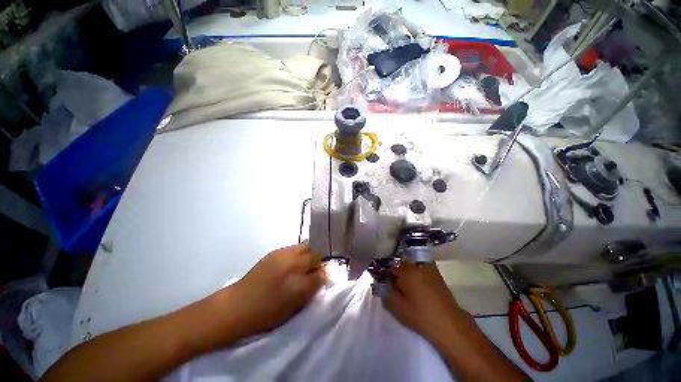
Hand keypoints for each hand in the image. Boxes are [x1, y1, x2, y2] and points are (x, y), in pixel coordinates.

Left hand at [222, 242, 325, 339]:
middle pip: (316, 254)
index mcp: (299, 284)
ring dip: (310, 253)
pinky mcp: (276, 251)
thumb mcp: (293, 306)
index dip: (325, 271)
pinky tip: (294, 260)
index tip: (325, 273)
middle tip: (315, 267)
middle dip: (319, 260)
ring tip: (306, 262)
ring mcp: (284, 255)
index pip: (322, 272)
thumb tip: (324, 274)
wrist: (237, 305)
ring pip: (306, 246)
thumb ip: (311, 288)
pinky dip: (299, 252)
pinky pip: (295, 247)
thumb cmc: (267, 313)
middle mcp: (294, 265)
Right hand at [383, 262, 468, 344]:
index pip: (390, 267)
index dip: (387, 277)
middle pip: (401, 265)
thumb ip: (385, 292)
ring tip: (408, 289)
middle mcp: (417, 265)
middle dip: (397, 274)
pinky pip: (421, 269)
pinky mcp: (437, 274)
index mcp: (406, 271)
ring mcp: (428, 268)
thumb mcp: (398, 307)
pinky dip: (417, 275)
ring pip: (411, 267)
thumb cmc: (420, 315)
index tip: (387, 286)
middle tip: (397, 289)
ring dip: (407, 274)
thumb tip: (381, 283)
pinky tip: (418, 288)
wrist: (449, 324)